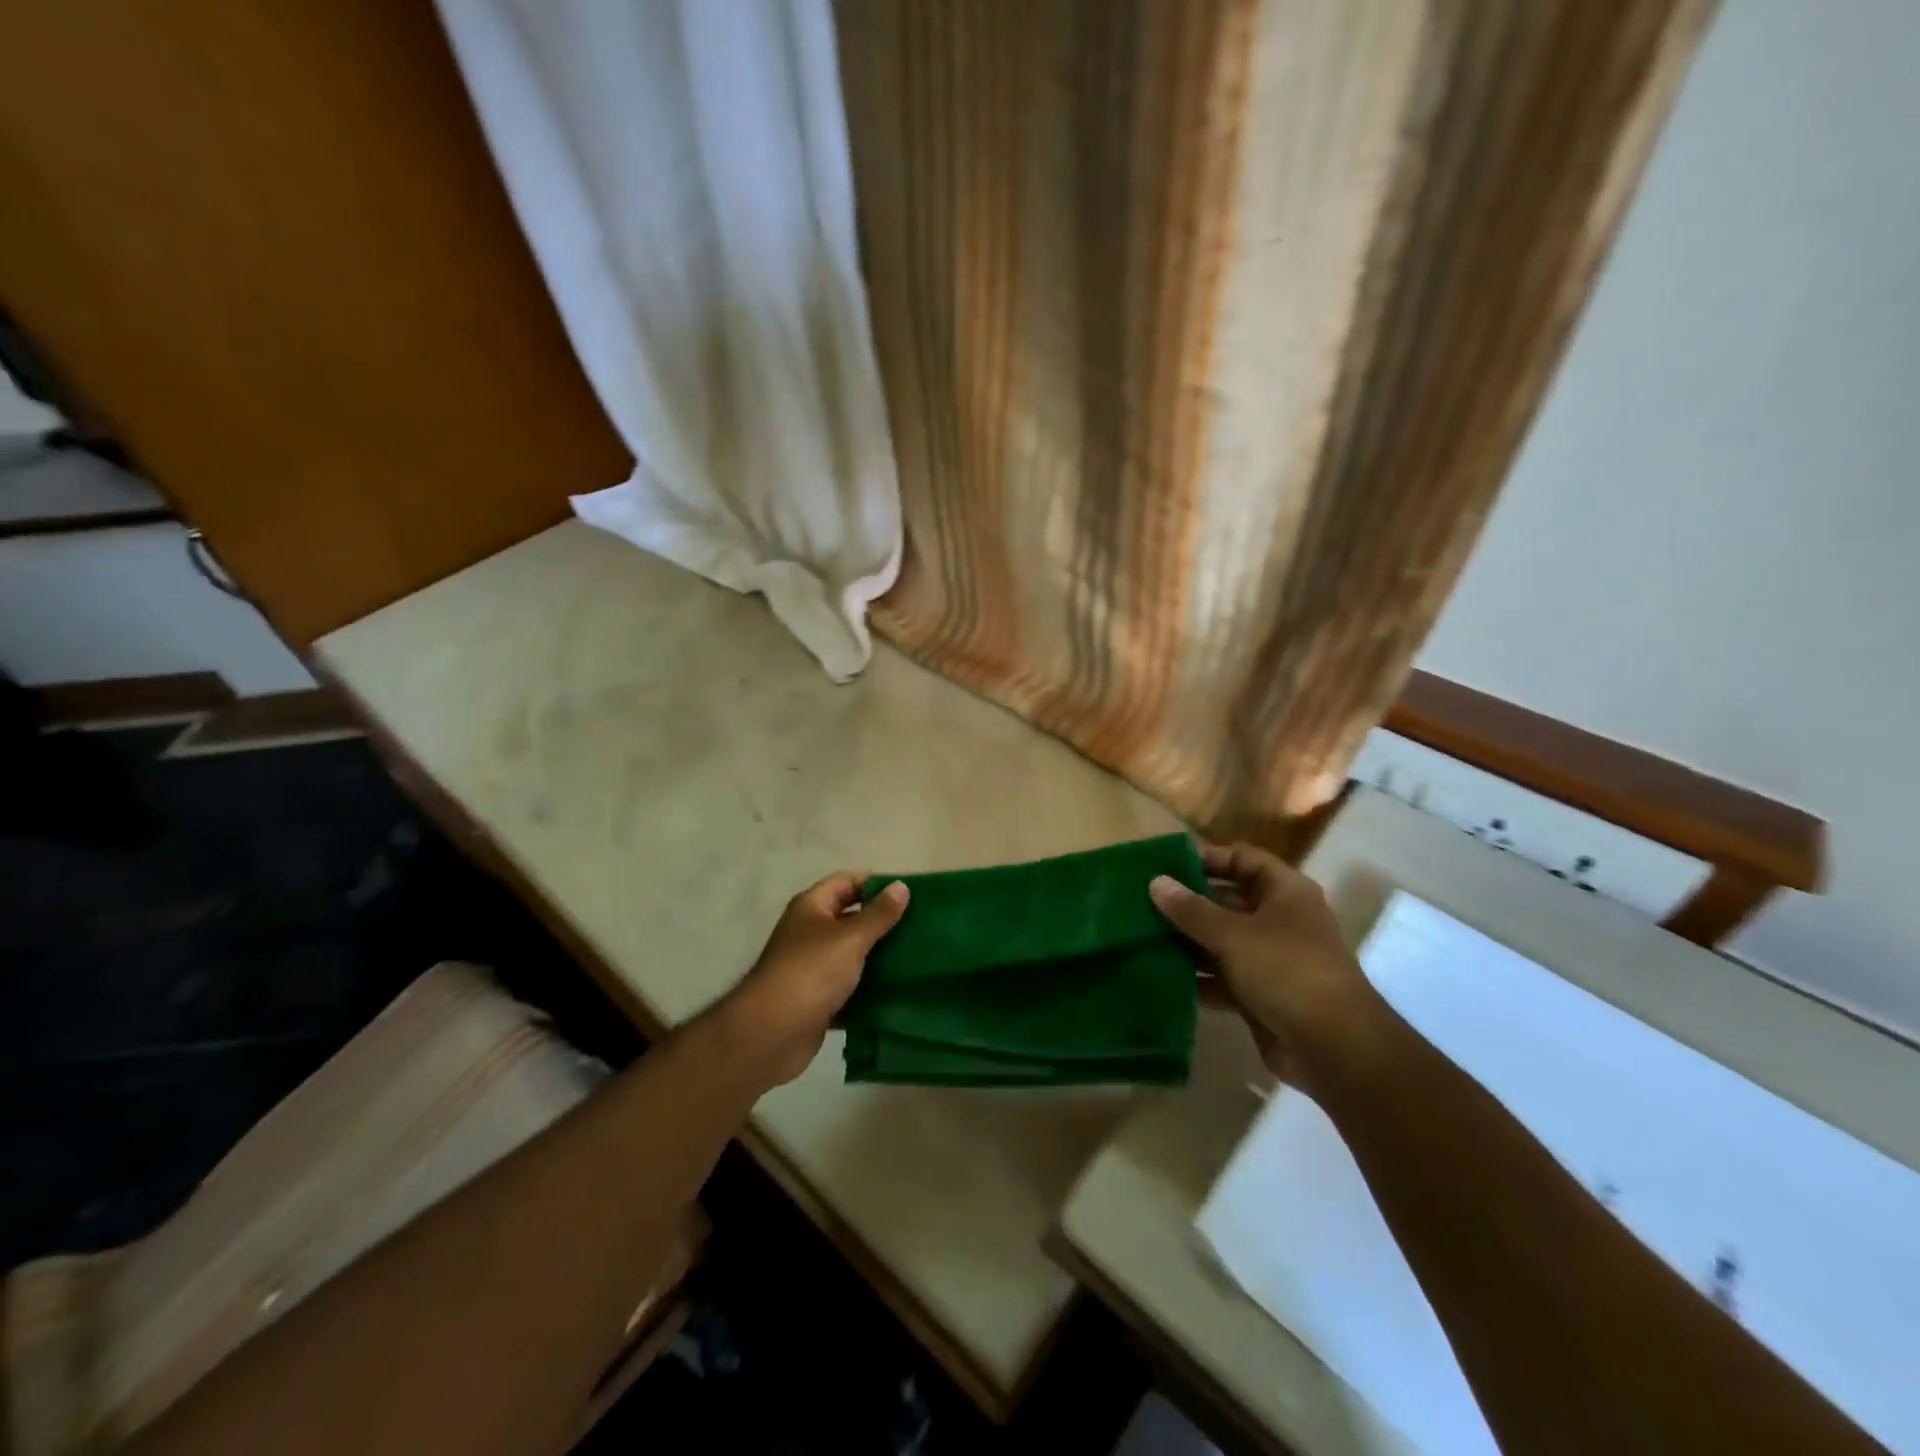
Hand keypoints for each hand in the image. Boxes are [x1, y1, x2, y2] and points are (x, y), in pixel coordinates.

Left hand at [722, 872, 908, 1086]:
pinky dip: (869, 989)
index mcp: (812, 907)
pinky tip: (899, 991)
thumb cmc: (811, 972)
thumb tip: (902, 886)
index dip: (877, 883)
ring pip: (853, 955)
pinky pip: (850, 988)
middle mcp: (810, 932)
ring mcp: (813, 968)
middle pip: (852, 918)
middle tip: (921, 926)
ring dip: (879, 957)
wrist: (772, 1034)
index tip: (911, 893)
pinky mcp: (818, 1000)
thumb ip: (878, 914)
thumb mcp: (851, 937)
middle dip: (883, 922)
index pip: (848, 881)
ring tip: (918, 956)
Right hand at [1150, 842, 1384, 1090]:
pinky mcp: (1260, 994)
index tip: (1165, 864)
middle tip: (1142, 901)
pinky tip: (1160, 975)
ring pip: (1221, 941)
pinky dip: (1196, 976)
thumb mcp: (1234, 934)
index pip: (1242, 858)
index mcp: (1285, 892)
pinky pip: (1221, 977)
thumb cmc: (1287, 971)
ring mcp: (1270, 959)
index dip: (1206, 858)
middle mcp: (1279, 920)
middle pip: (1227, 900)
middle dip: (1188, 902)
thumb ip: (1191, 910)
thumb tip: (1156, 882)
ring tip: (1141, 936)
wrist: (1334, 1048)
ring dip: (1187, 941)